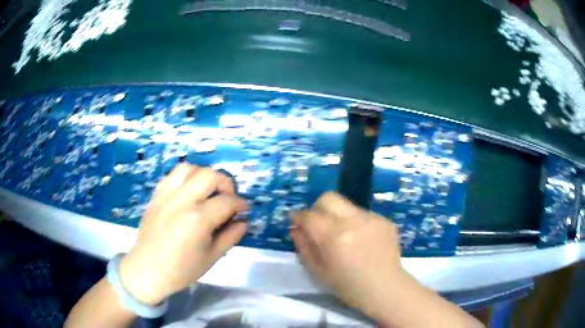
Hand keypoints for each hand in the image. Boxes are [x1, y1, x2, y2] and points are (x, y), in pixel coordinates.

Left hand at [119, 164, 247, 304]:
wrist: (148, 270)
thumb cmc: (181, 270)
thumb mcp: (212, 257)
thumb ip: (231, 236)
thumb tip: (243, 221)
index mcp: (198, 220)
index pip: (227, 202)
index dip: (240, 204)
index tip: (244, 209)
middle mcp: (182, 201)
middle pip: (209, 176)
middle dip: (226, 183)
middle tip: (228, 198)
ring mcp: (166, 196)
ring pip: (189, 169)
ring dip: (204, 175)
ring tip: (208, 190)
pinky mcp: (156, 196)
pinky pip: (172, 176)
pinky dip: (186, 177)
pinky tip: (189, 191)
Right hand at [290, 192, 403, 318]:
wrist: (385, 288)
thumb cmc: (348, 286)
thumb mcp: (318, 271)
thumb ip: (303, 247)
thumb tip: (295, 228)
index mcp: (333, 236)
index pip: (309, 215)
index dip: (298, 216)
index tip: (296, 220)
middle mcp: (353, 220)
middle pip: (328, 198)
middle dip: (317, 208)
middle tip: (318, 224)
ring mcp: (372, 218)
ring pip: (347, 205)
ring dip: (338, 216)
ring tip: (344, 236)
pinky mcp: (384, 220)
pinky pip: (363, 214)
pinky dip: (356, 223)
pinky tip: (362, 240)